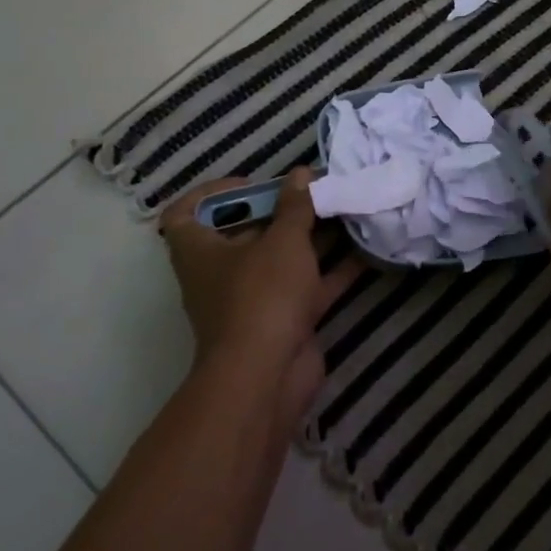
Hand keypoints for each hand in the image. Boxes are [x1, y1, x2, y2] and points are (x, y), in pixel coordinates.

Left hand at [159, 169, 357, 424]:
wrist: (267, 377)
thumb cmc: (261, 295)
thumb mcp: (282, 241)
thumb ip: (295, 206)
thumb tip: (301, 174)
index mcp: (199, 250)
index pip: (184, 213)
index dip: (212, 193)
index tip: (252, 184)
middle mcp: (221, 273)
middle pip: (245, 233)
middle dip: (279, 211)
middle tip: (313, 191)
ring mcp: (254, 300)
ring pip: (282, 260)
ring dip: (311, 238)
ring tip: (344, 211)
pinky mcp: (284, 321)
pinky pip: (308, 287)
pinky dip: (333, 270)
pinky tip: (365, 251)